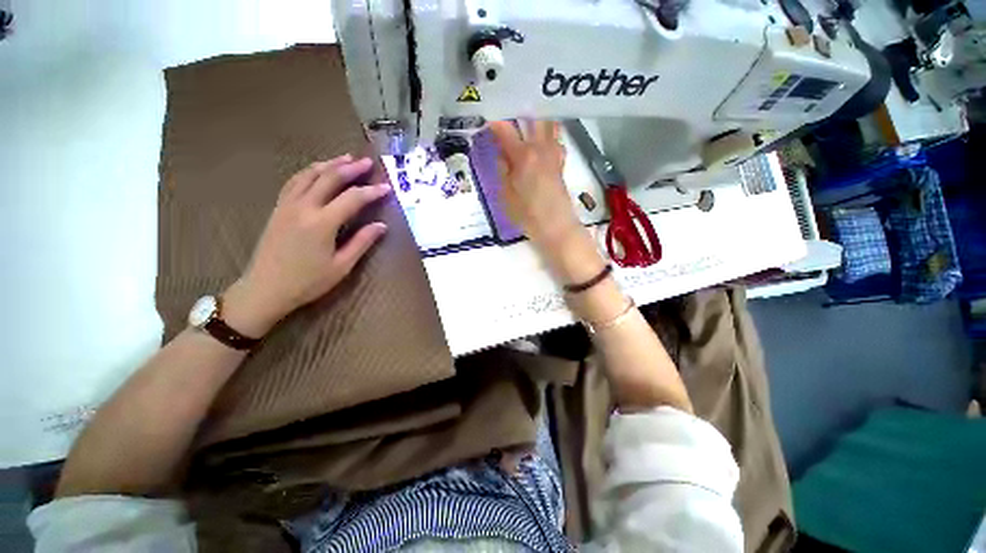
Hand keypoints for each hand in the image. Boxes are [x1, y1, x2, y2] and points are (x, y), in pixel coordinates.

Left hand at [223, 155, 390, 336]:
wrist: (265, 289)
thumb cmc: (307, 282)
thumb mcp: (341, 266)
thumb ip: (362, 242)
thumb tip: (381, 226)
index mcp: (322, 223)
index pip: (352, 199)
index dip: (371, 192)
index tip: (386, 188)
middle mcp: (303, 207)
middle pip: (329, 178)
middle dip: (350, 168)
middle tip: (366, 162)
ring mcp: (287, 205)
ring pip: (309, 175)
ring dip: (329, 164)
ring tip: (344, 158)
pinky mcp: (278, 209)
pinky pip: (294, 182)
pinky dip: (309, 172)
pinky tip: (317, 171)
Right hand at [489, 120, 580, 247]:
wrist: (556, 226)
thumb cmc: (528, 214)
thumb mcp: (506, 194)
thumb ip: (503, 170)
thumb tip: (502, 153)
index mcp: (524, 156)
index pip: (505, 130)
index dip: (494, 123)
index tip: (485, 122)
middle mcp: (541, 148)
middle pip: (531, 118)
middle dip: (518, 112)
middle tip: (506, 112)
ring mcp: (553, 154)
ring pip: (547, 124)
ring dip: (535, 118)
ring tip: (523, 120)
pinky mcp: (560, 162)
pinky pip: (554, 139)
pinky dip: (547, 133)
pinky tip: (540, 140)